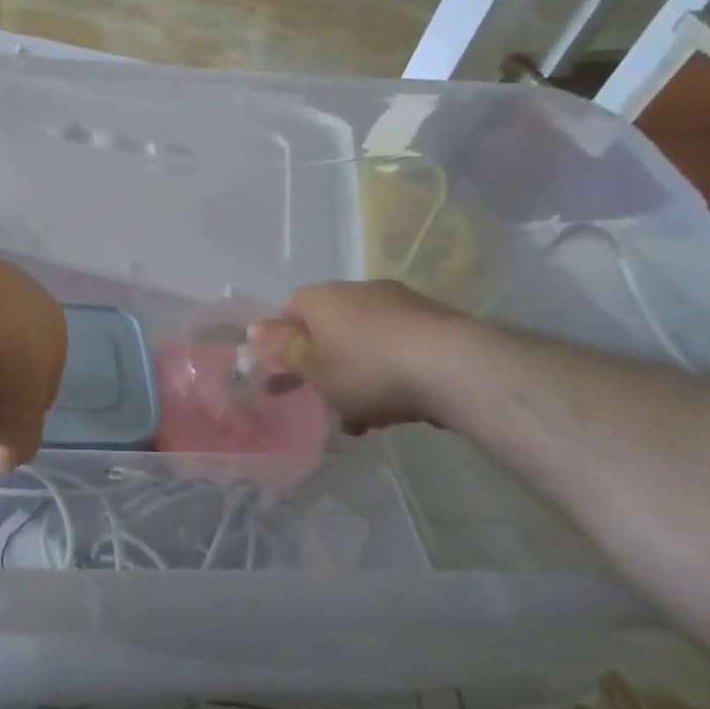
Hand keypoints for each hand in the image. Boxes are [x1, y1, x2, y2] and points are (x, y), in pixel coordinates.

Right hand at [248, 280, 466, 432]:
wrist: (455, 368)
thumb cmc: (366, 368)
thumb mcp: (312, 366)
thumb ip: (281, 347)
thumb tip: (254, 327)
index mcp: (321, 298)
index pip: (290, 312)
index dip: (285, 345)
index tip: (290, 377)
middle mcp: (358, 291)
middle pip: (329, 328)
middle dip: (326, 365)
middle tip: (327, 402)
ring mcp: (400, 303)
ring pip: (365, 341)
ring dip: (359, 375)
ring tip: (364, 417)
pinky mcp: (435, 323)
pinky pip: (399, 349)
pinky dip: (392, 373)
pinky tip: (397, 407)